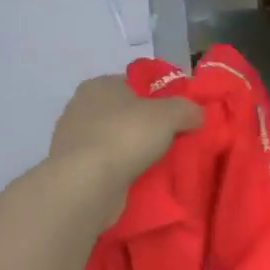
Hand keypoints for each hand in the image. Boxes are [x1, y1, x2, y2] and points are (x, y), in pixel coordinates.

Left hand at [48, 76, 200, 199]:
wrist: (85, 186)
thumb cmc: (126, 135)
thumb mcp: (171, 114)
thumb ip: (188, 109)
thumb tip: (197, 115)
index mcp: (100, 85)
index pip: (135, 84)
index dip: (160, 96)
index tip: (178, 113)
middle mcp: (81, 108)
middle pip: (126, 113)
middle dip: (148, 125)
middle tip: (174, 137)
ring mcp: (73, 141)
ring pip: (116, 140)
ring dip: (135, 150)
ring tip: (161, 161)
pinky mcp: (72, 170)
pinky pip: (106, 164)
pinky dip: (122, 169)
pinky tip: (141, 178)